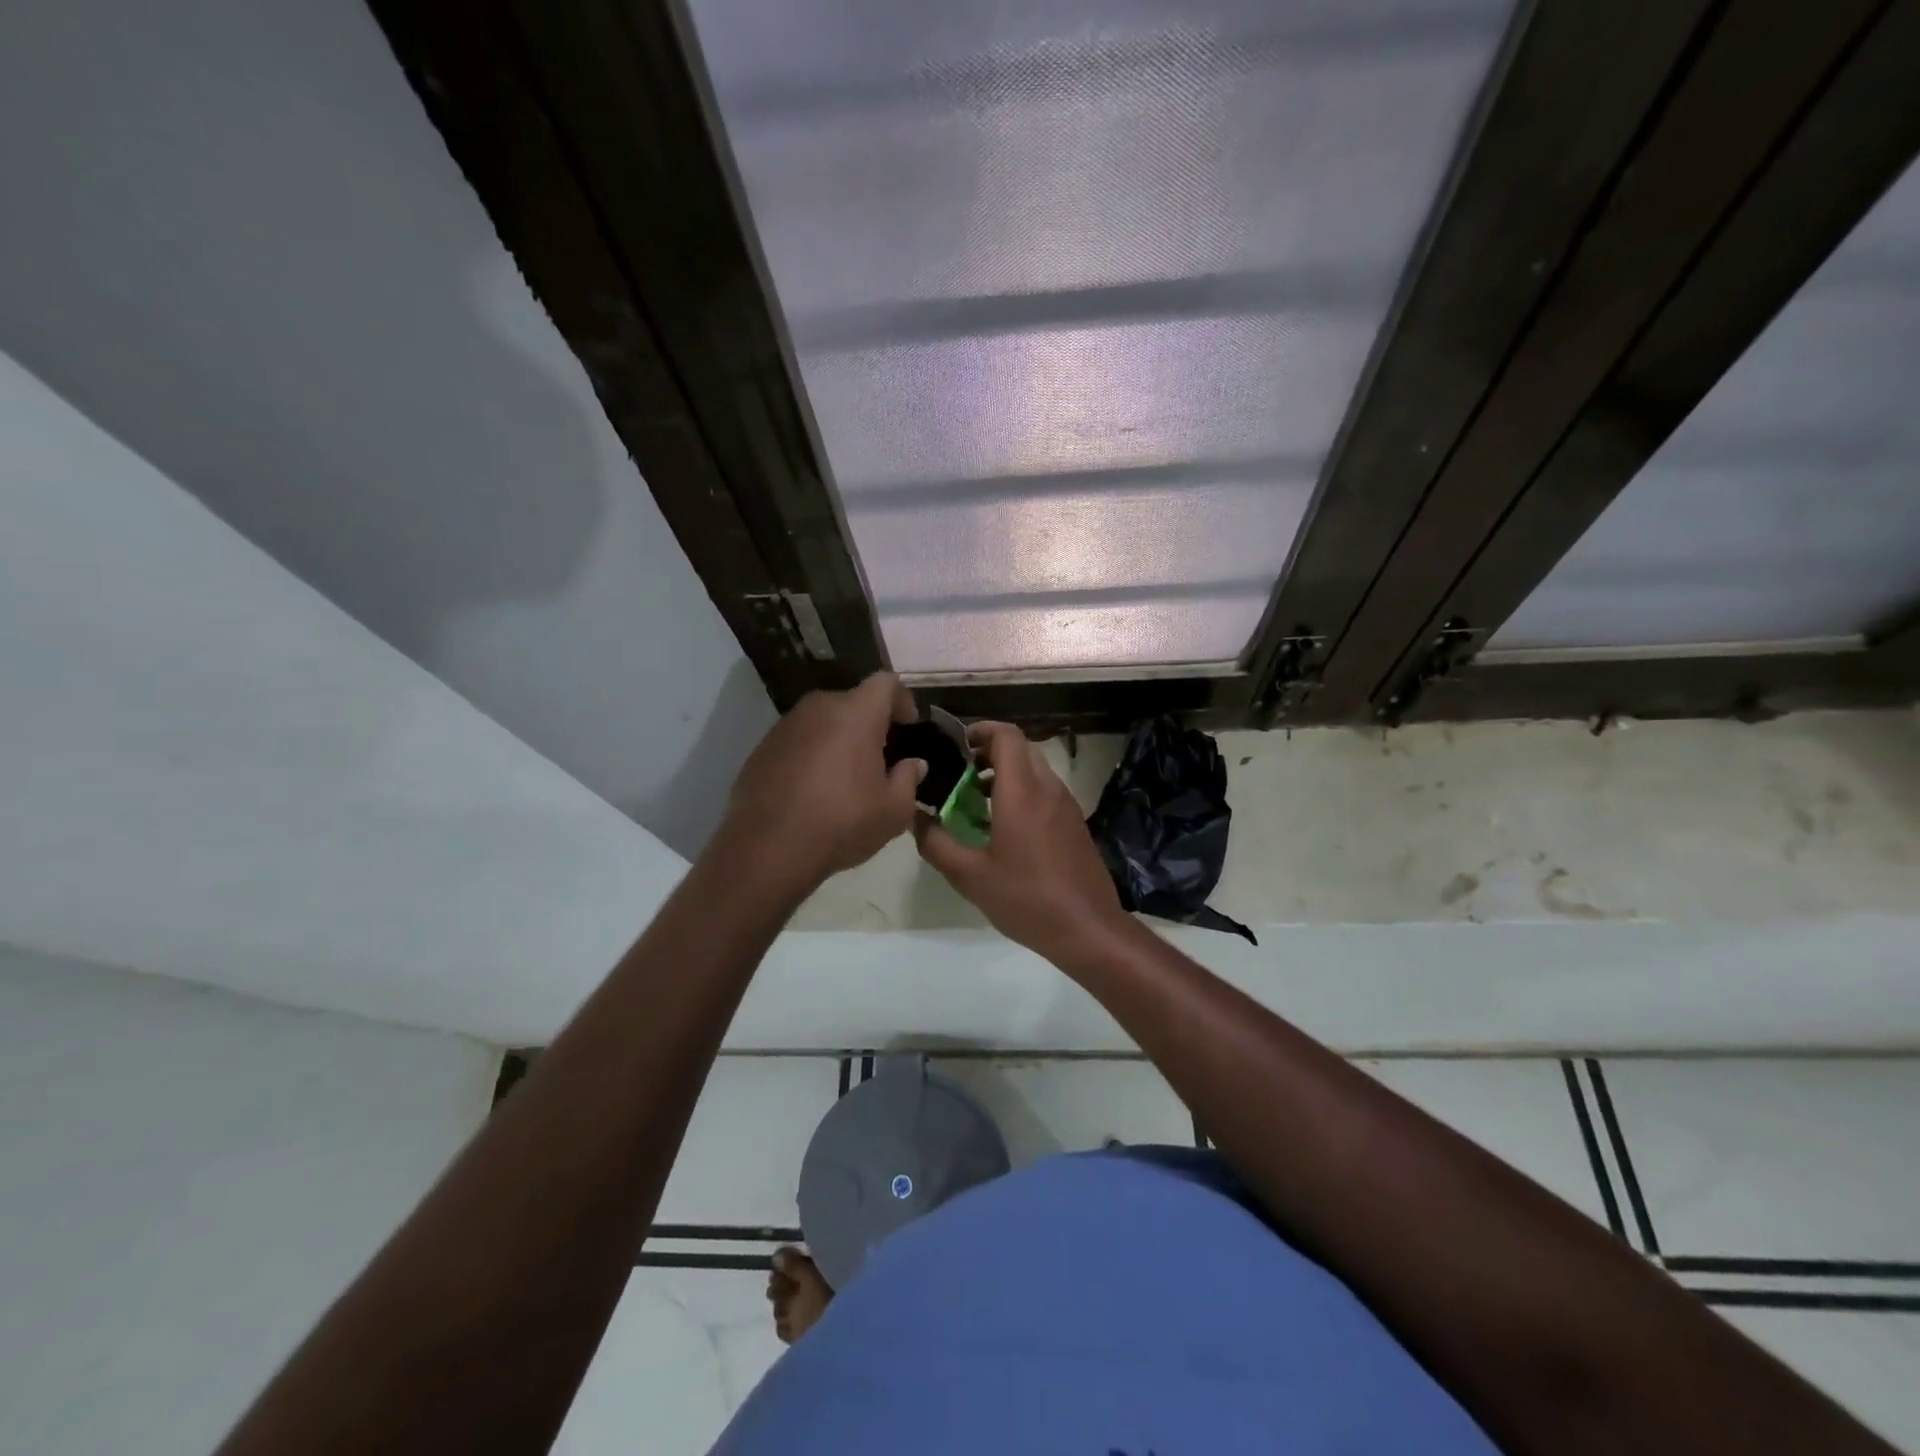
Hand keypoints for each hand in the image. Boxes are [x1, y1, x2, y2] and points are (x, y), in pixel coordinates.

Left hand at [722, 672, 924, 890]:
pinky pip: (799, 740)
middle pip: (853, 701)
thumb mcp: (894, 810)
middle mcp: (819, 708)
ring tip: (847, 776)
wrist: (768, 849)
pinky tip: (814, 789)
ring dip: (839, 738)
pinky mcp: (762, 747)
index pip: (886, 683)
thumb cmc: (841, 823)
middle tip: (882, 757)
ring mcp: (785, 725)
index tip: (909, 726)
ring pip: (823, 720)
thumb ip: (909, 779)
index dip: (902, 699)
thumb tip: (913, 764)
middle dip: (871, 722)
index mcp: (856, 713)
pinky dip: (812, 753)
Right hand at [914, 721, 1130, 968]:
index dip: (980, 731)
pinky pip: (1046, 791)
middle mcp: (1048, 788)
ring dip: (1006, 773)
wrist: (1088, 929)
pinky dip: (1023, 792)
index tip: (955, 746)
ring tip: (976, 801)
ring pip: (1035, 769)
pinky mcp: (1075, 824)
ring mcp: (1066, 805)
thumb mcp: (970, 876)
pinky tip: (1004, 827)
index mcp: (1022, 792)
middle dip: (989, 752)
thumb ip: (935, 843)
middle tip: (959, 774)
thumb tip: (914, 818)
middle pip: (1020, 748)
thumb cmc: (1026, 898)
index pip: (1006, 736)